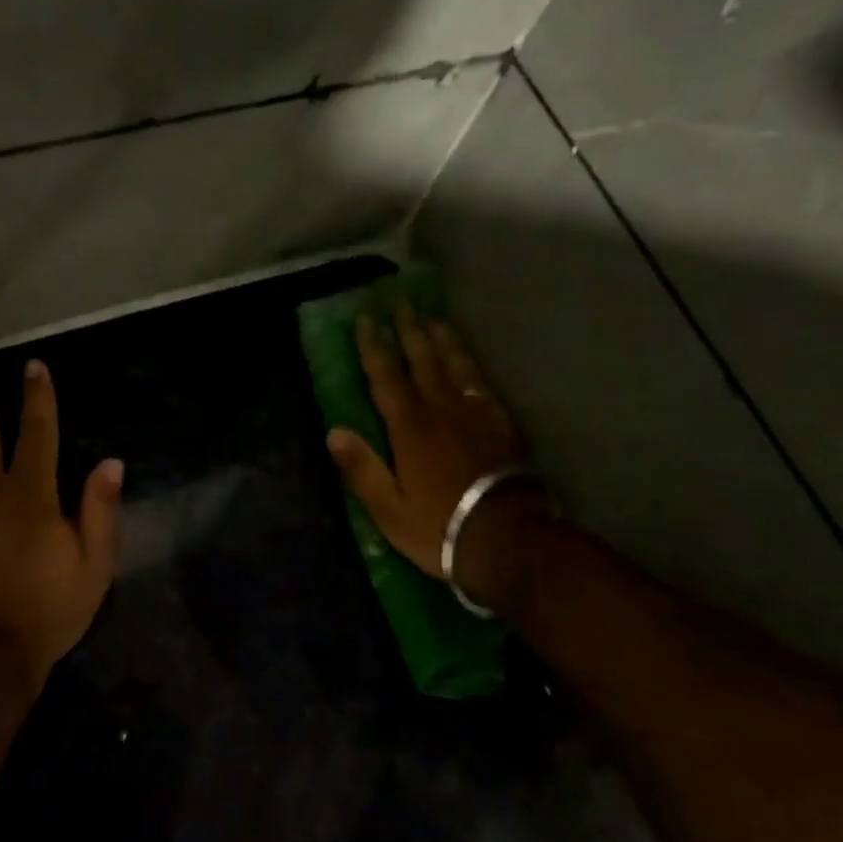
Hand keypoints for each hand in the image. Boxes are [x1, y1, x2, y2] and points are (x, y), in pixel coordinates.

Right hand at [326, 301, 543, 603]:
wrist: (508, 539)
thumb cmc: (439, 527)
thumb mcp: (389, 509)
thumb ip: (362, 469)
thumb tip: (334, 431)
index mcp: (410, 428)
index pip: (387, 377)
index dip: (374, 347)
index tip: (366, 319)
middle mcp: (442, 409)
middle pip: (423, 360)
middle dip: (409, 329)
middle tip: (400, 302)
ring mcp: (475, 413)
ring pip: (455, 364)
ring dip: (441, 338)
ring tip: (432, 317)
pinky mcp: (501, 423)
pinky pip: (481, 382)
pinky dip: (470, 364)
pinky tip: (467, 359)